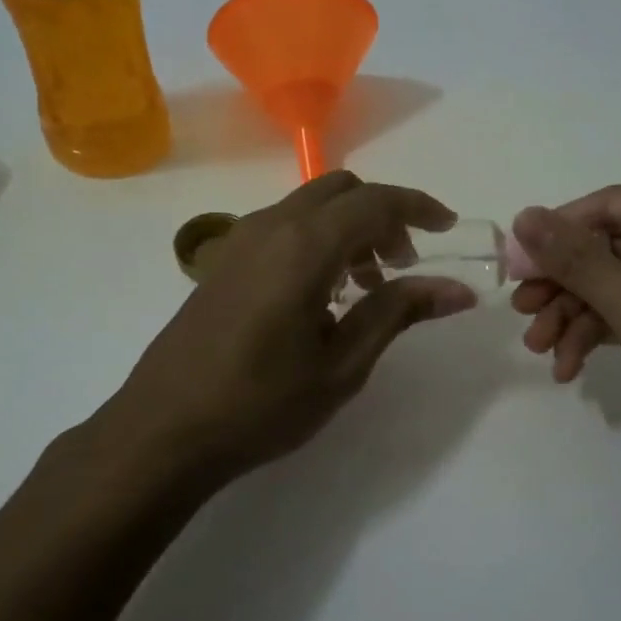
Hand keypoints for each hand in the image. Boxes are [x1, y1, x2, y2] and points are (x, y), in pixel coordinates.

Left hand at [101, 171, 478, 483]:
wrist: (164, 430)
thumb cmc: (261, 404)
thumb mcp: (342, 366)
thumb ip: (398, 314)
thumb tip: (456, 289)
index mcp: (303, 247)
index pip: (375, 201)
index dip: (418, 207)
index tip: (448, 228)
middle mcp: (270, 227)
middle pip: (340, 190)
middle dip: (382, 215)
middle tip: (404, 264)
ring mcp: (239, 241)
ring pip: (309, 206)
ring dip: (348, 228)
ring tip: (367, 287)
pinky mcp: (222, 262)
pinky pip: (282, 227)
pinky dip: (317, 240)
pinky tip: (321, 295)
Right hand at [510, 187, 620, 465]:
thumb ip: (579, 261)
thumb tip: (523, 216)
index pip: (608, 207)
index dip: (554, 235)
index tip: (512, 268)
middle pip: (607, 249)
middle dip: (563, 286)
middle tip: (521, 314)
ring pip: (614, 286)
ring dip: (574, 316)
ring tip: (541, 350)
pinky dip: (600, 336)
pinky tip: (570, 367)